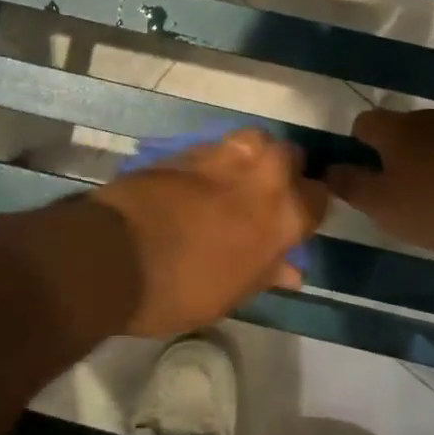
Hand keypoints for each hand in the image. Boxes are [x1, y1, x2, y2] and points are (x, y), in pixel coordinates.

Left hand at [87, 128, 329, 336]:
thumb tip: (291, 270)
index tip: (295, 220)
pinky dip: (216, 160)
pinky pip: (216, 147)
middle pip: (290, 155)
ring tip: (236, 180)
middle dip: (285, 170)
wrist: (115, 254)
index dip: (308, 208)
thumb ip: (267, 273)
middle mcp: (262, 174)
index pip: (318, 197)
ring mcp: (224, 155)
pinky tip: (201, 180)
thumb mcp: (233, 294)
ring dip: (252, 156)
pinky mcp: (187, 148)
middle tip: (265, 196)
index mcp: (284, 214)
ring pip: (255, 140)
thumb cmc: (182, 289)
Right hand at [327, 108, 433, 253]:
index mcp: (394, 129)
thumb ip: (352, 187)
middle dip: (397, 154)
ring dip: (433, 160)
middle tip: (399, 190)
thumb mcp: (383, 205)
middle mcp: (428, 118)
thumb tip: (326, 170)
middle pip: (403, 129)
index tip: (362, 172)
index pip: (364, 123)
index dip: (357, 145)